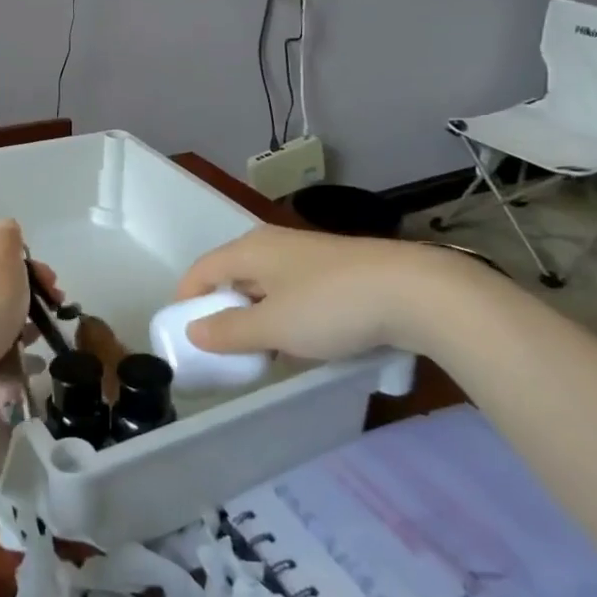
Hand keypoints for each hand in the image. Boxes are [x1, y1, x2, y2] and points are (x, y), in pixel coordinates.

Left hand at [0, 217, 37, 373]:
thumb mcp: (6, 259)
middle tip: (51, 294)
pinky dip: (5, 331)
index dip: (6, 240)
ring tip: (44, 323)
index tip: (28, 259)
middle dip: (25, 278)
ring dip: (19, 307)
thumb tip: (4, 229)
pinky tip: (27, 342)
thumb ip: (10, 237)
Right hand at [175, 226, 461, 360]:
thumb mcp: (272, 327)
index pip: (202, 269)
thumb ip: (229, 331)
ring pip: (266, 286)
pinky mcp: (338, 270)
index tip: (182, 334)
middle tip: (222, 349)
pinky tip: (302, 342)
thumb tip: (194, 331)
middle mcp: (274, 244)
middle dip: (223, 311)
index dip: (186, 299)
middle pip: (233, 276)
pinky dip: (286, 315)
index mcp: (250, 249)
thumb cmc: (329, 306)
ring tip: (262, 352)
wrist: (414, 292)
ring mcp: (308, 256)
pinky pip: (295, 293)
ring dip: (257, 317)